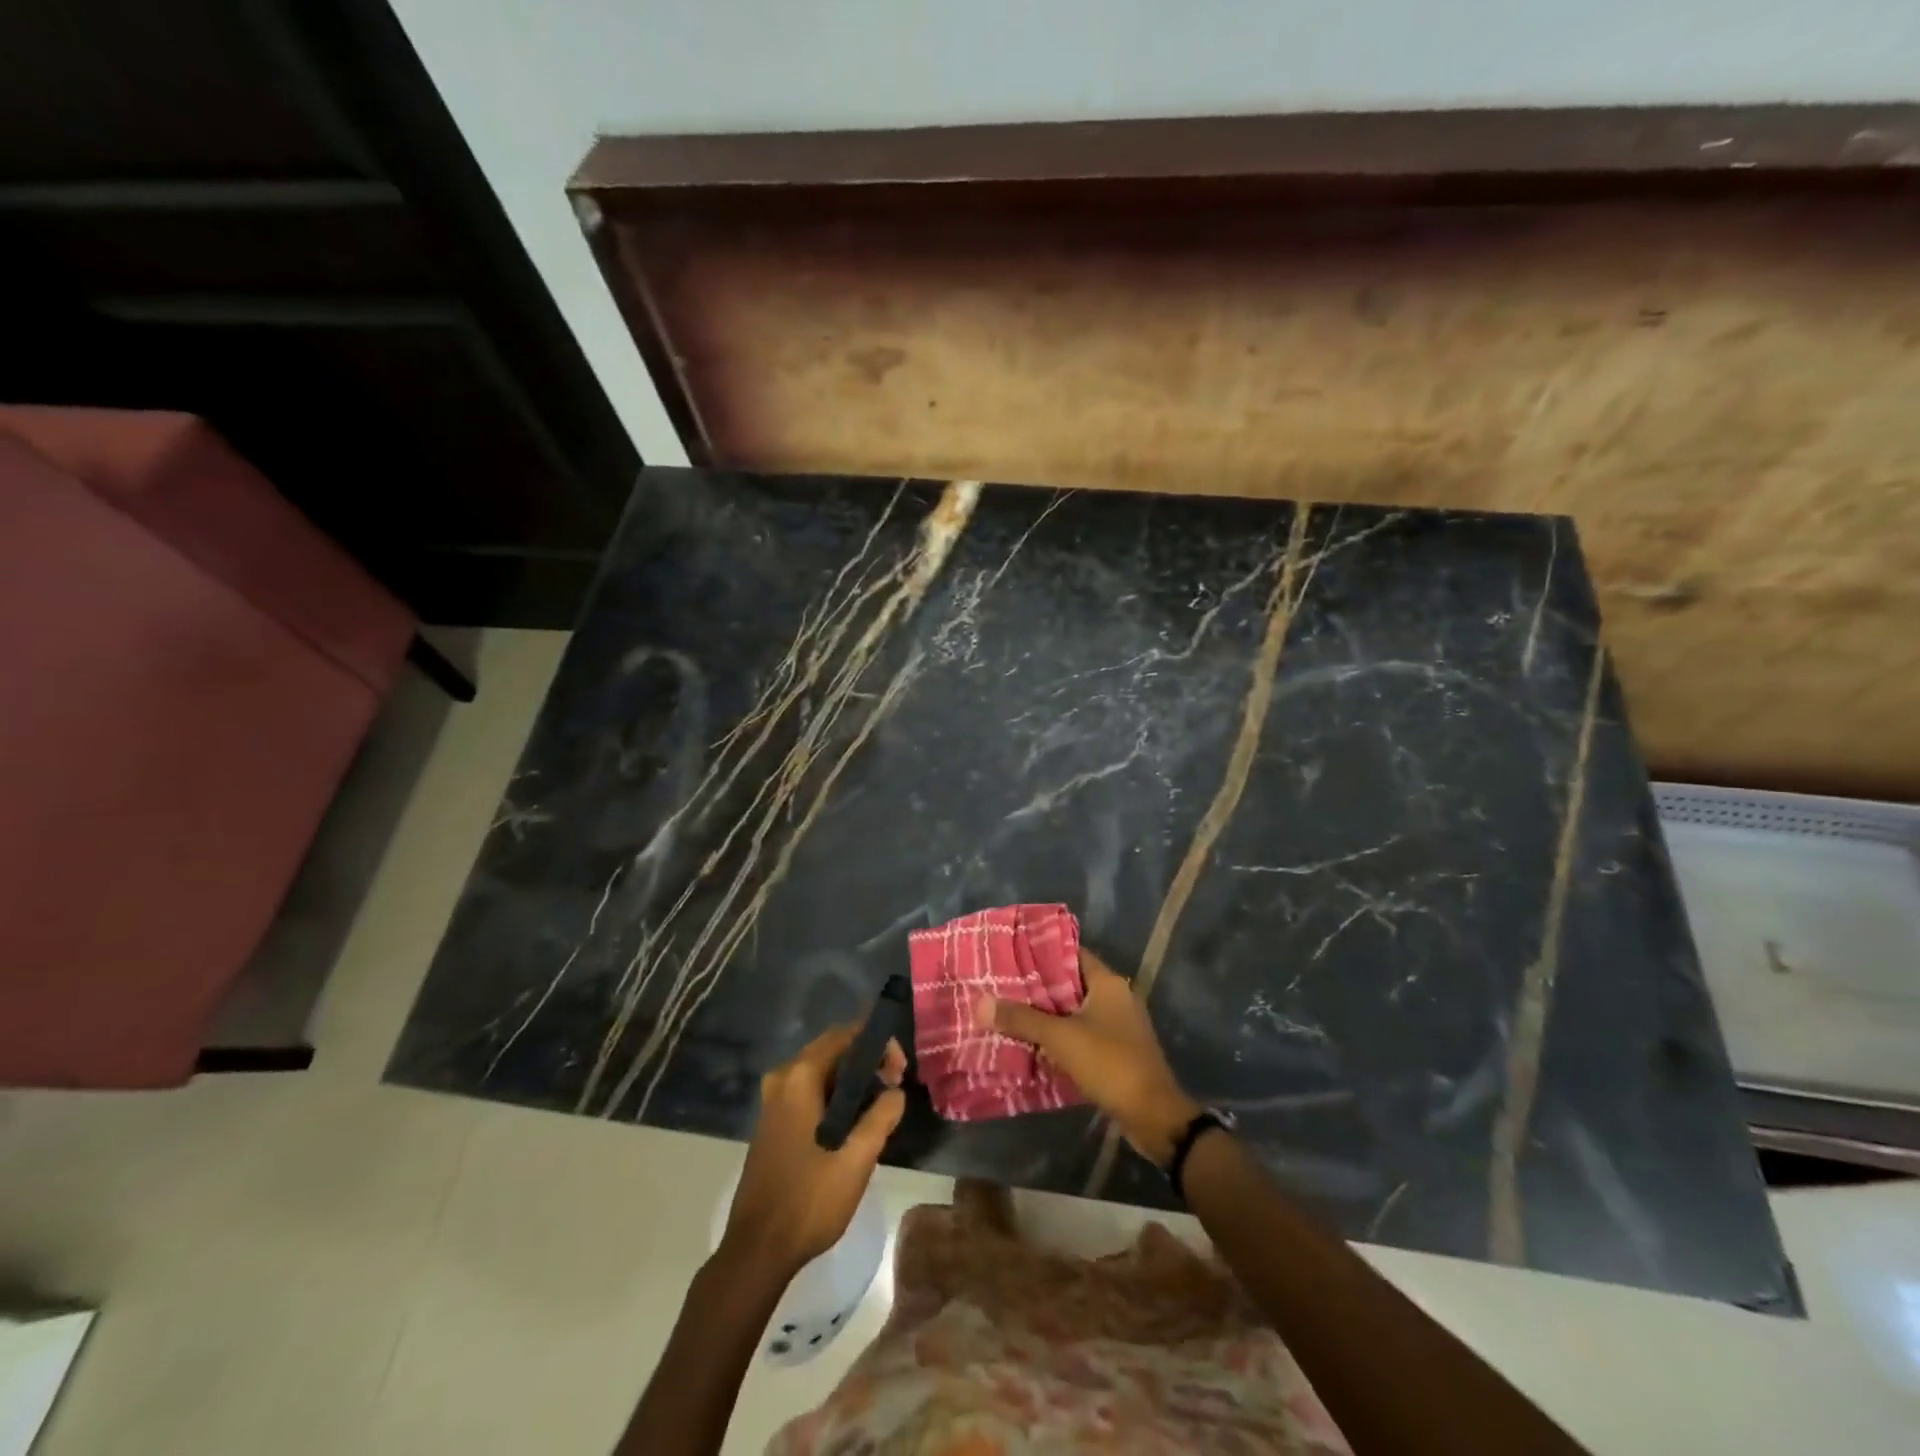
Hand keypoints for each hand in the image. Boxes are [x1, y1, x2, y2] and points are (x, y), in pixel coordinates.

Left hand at [722, 1024, 905, 1276]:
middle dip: (867, 1061)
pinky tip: (852, 1123)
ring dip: (852, 1081)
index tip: (900, 1069)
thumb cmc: (809, 1201)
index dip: (878, 1043)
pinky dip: (834, 1096)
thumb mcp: (857, 1159)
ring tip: (880, 1105)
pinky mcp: (772, 1122)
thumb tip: (895, 1091)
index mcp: (799, 1077)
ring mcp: (773, 1101)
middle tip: (895, 1086)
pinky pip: (809, 1091)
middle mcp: (782, 1079)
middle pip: (832, 1050)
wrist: (757, 1251)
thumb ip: (881, 1116)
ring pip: (821, 1072)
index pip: (845, 1035)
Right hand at [980, 948, 1201, 1165]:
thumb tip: (980, 1003)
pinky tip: (1031, 1044)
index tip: (1009, 955)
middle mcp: (1115, 997)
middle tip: (1000, 986)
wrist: (1153, 1116)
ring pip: (1073, 1012)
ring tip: (1008, 1013)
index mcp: (1108, 983)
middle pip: (1069, 984)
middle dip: (1036, 988)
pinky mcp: (1115, 1052)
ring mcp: (1118, 1026)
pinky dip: (1059, 1038)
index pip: (1070, 954)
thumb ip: (1021, 1019)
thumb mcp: (1061, 1038)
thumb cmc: (1110, 1063)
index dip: (1040, 953)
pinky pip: (1080, 1035)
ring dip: (1046, 1015)